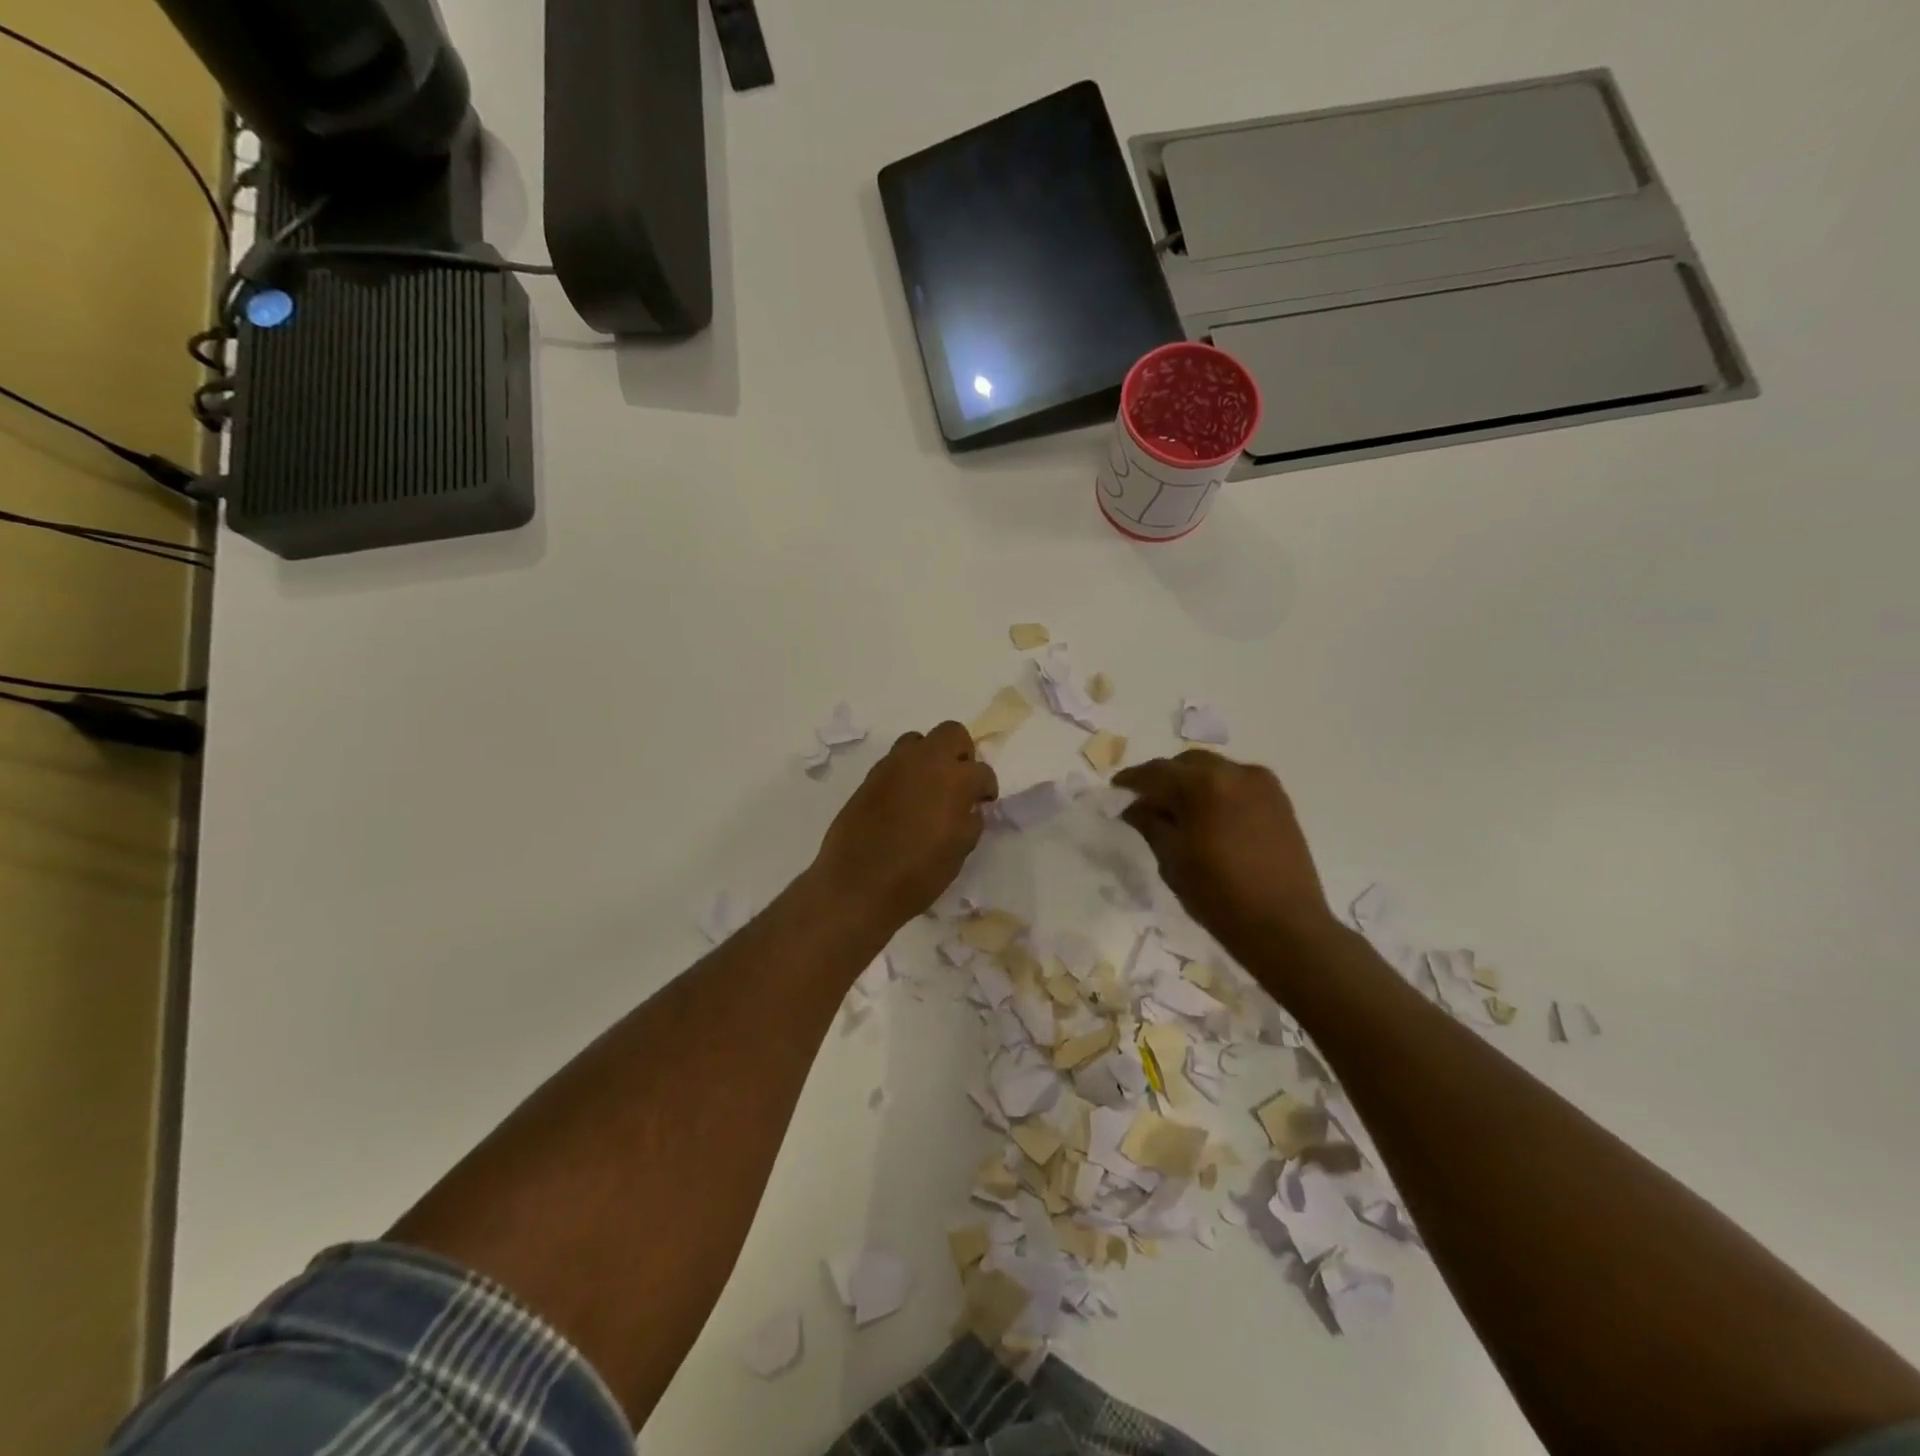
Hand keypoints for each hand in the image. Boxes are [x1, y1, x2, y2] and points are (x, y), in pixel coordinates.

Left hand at [812, 721, 998, 929]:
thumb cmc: (918, 873)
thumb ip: (970, 819)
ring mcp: (894, 764)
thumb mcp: (960, 850)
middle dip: (962, 754)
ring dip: (930, 757)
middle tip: (960, 782)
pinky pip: (895, 761)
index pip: (982, 771)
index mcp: (955, 779)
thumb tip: (968, 806)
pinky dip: (906, 772)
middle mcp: (925, 761)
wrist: (858, 884)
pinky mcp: (871, 776)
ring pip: (919, 741)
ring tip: (929, 787)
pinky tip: (905, 800)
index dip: (986, 788)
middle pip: (952, 734)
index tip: (983, 802)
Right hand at [1113, 750, 1334, 947]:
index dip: (1132, 780)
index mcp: (1203, 786)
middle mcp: (1234, 773)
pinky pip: (1237, 782)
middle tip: (1146, 801)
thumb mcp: (1172, 861)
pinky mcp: (1279, 799)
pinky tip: (1208, 815)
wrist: (1284, 926)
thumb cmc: (1219, 896)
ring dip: (1191, 782)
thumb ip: (1150, 824)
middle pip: (1187, 763)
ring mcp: (1262, 784)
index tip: (1117, 789)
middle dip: (1164, 778)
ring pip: (1214, 769)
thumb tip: (1135, 807)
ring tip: (1178, 809)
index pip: (1156, 772)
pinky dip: (1217, 790)